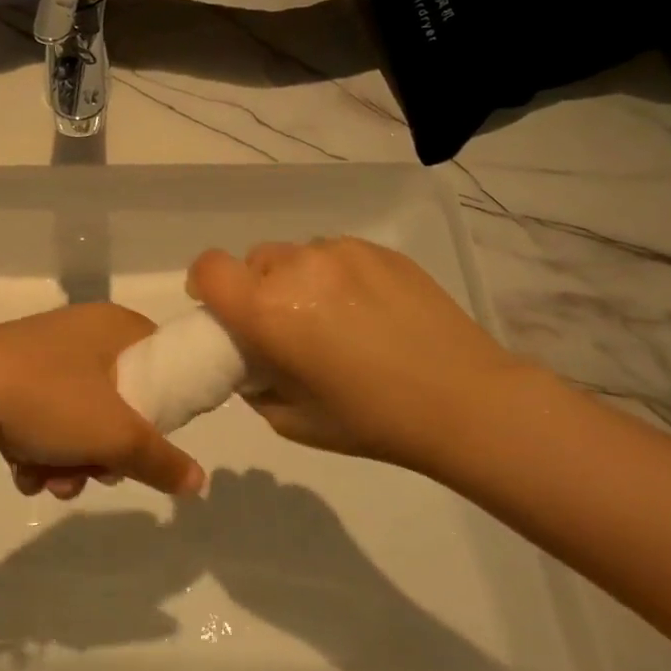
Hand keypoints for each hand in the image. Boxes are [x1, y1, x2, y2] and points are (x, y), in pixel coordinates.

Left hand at [0, 304, 205, 498]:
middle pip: (121, 402)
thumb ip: (161, 460)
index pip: (163, 361)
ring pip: (81, 420)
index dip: (166, 406)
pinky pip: (46, 420)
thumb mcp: (115, 435)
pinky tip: (25, 473)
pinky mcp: (16, 379)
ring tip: (51, 484)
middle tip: (96, 472)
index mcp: (116, 328)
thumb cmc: (49, 398)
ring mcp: (47, 357)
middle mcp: (84, 335)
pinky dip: (41, 451)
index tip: (152, 441)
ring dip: (72, 463)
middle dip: (107, 452)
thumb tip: (198, 482)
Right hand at [188, 237, 535, 472]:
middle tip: (287, 325)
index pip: (208, 269)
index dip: (205, 285)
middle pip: (253, 261)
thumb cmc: (371, 420)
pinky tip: (367, 310)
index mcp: (268, 310)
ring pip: (296, 255)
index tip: (221, 310)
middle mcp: (297, 268)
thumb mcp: (291, 420)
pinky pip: (335, 254)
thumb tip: (252, 362)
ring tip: (334, 319)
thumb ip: (254, 384)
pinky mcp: (378, 250)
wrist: (465, 401)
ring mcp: (341, 252)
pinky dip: (335, 277)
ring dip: (297, 280)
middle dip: (257, 289)